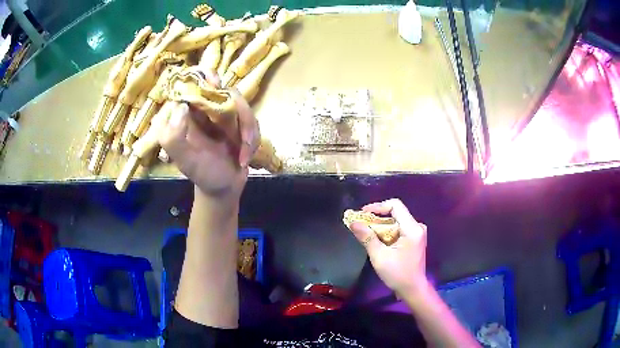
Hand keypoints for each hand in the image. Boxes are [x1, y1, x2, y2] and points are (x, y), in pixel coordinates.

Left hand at [158, 75, 259, 198]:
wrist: (224, 189)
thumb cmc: (203, 174)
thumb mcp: (185, 160)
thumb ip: (174, 138)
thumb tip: (181, 107)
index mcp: (187, 115)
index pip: (191, 86)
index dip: (202, 78)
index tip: (214, 82)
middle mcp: (205, 110)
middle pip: (222, 89)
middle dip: (238, 107)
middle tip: (242, 119)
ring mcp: (224, 115)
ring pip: (241, 105)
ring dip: (247, 130)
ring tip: (244, 154)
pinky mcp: (239, 122)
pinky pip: (251, 119)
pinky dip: (252, 138)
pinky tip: (245, 157)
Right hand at [349, 198, 427, 295]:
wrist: (413, 289)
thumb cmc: (398, 274)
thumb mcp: (379, 256)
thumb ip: (367, 237)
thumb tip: (353, 223)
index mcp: (412, 228)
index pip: (395, 205)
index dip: (378, 206)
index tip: (363, 214)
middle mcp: (417, 227)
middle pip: (396, 213)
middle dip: (377, 218)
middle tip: (361, 225)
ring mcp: (417, 233)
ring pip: (397, 221)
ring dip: (381, 225)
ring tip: (367, 233)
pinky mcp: (415, 239)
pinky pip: (399, 228)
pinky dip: (387, 231)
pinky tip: (378, 240)